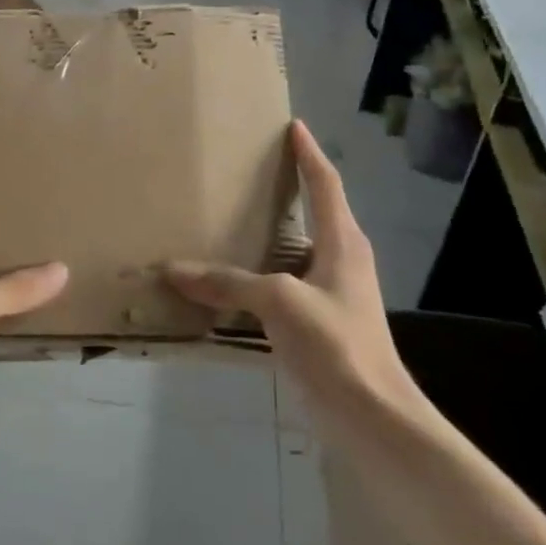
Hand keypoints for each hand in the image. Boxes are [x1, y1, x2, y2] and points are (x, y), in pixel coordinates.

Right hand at [163, 121, 426, 422]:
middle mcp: (342, 261)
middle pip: (315, 213)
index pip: (326, 184)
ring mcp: (333, 294)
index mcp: (343, 242)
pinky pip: (284, 285)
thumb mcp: (280, 303)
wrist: (372, 417)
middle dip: (287, 190)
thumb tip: (174, 269)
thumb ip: (228, 284)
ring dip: (270, 236)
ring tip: (232, 221)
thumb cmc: (336, 345)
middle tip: (250, 172)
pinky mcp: (320, 324)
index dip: (309, 154)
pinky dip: (259, 276)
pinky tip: (232, 283)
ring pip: (297, 252)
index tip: (293, 127)